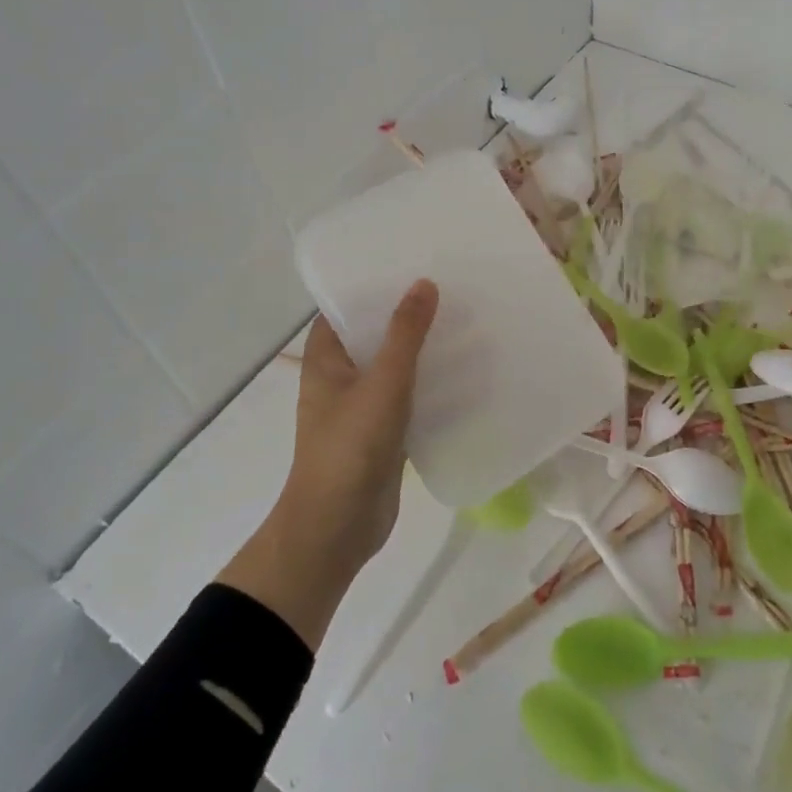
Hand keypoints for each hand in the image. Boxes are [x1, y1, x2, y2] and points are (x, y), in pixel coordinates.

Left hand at [218, 280, 438, 647]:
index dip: (374, 284)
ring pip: (394, 366)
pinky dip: (430, 383)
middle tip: (451, 287)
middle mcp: (340, 376)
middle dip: (407, 314)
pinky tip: (466, 371)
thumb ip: (405, 334)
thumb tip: (424, 283)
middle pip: (374, 334)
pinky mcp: (383, 432)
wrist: (336, 529)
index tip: (412, 263)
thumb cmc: (350, 448)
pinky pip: (408, 396)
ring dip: (422, 348)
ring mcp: (361, 406)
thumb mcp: (382, 383)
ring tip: (465, 321)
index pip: (345, 306)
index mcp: (325, 358)